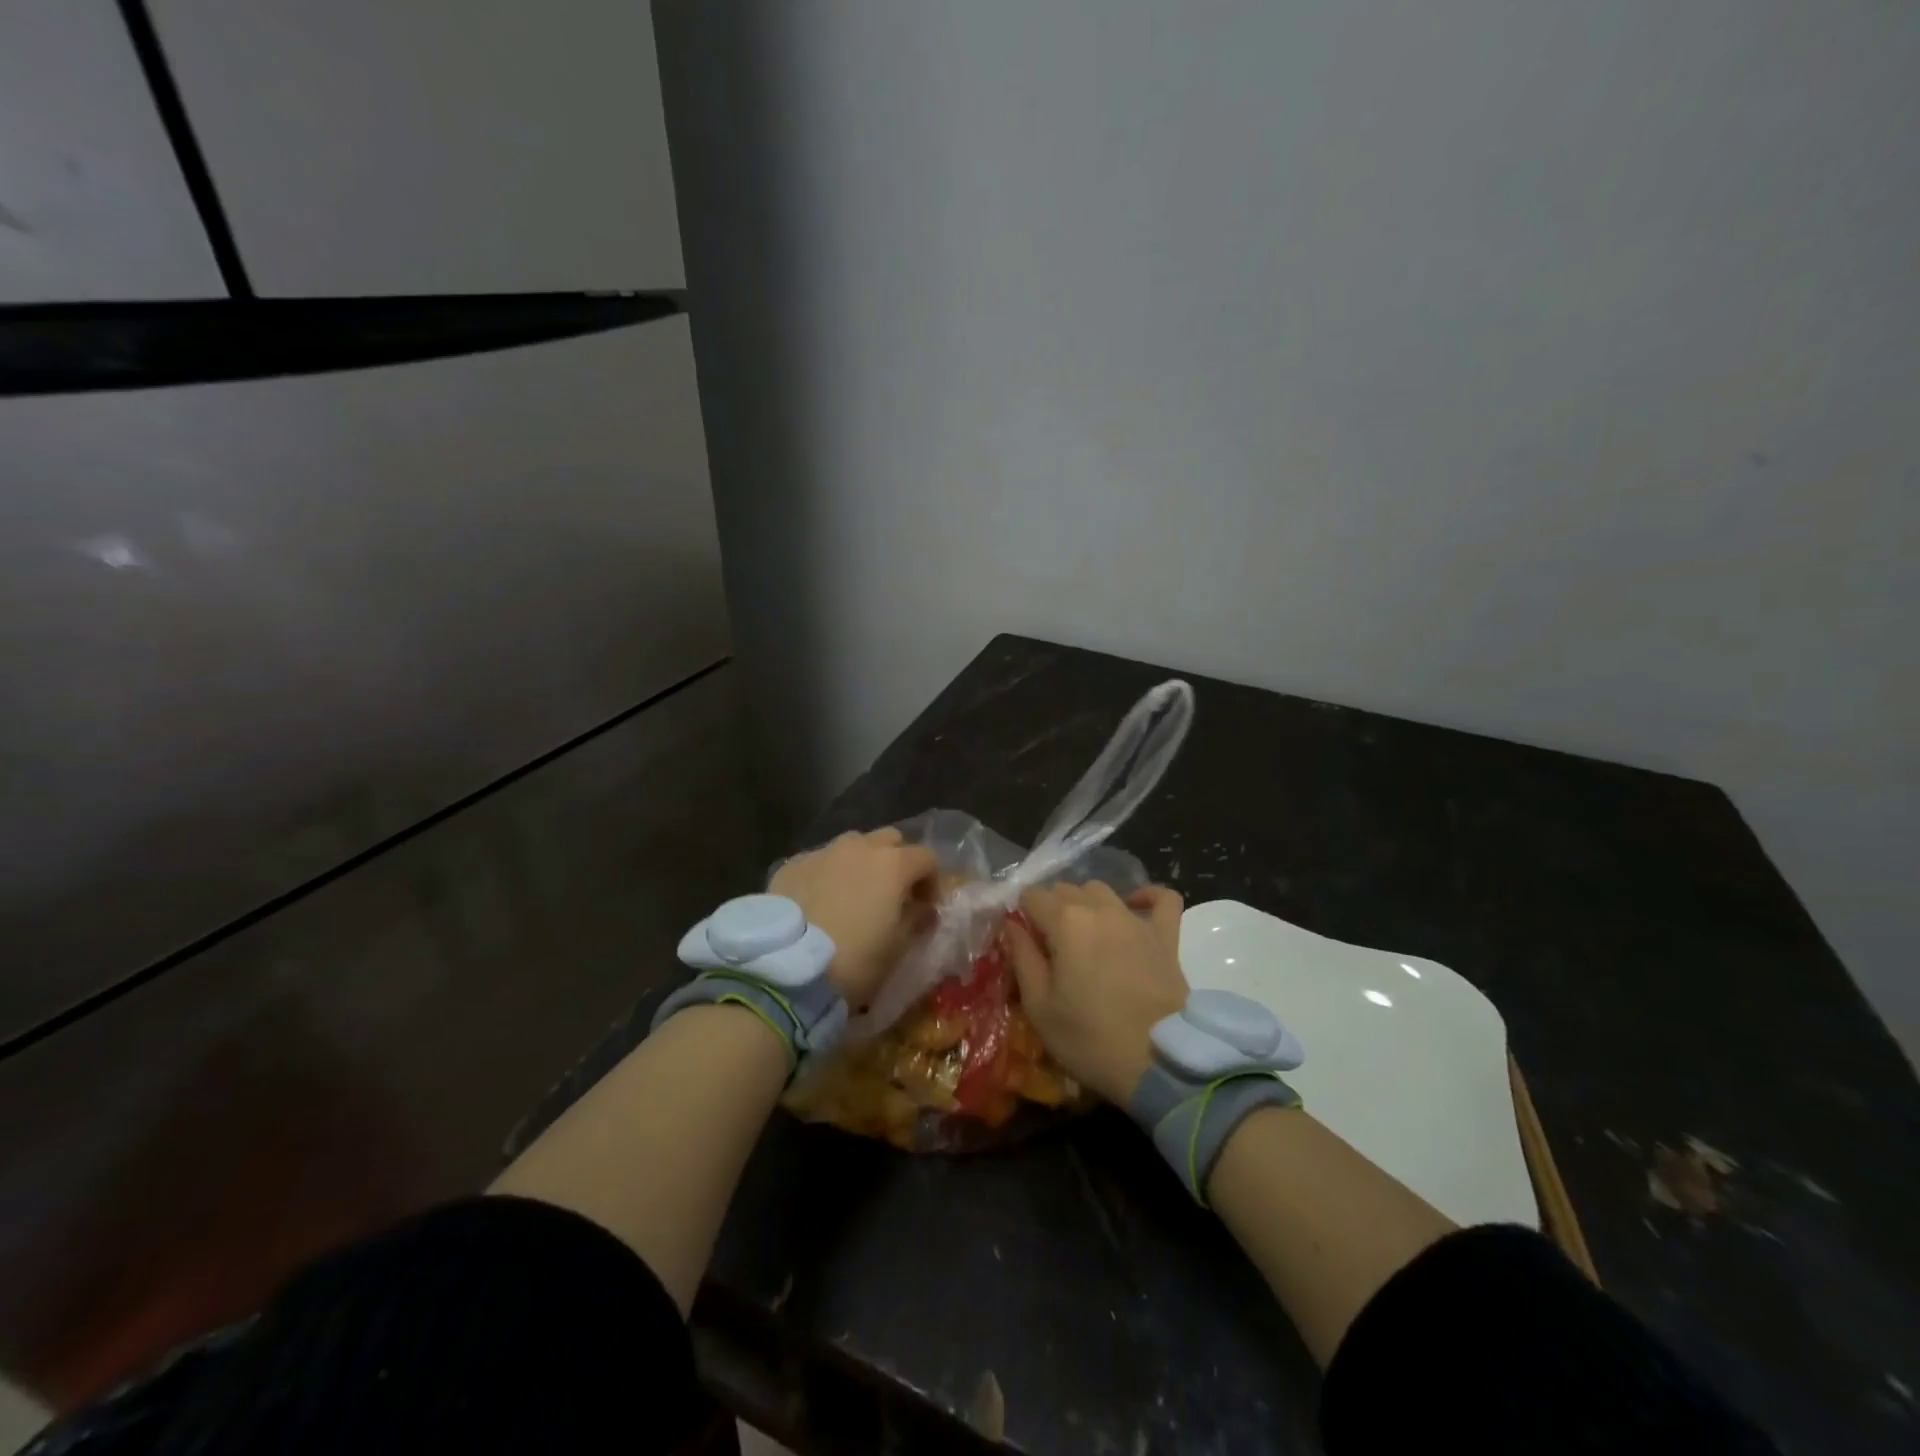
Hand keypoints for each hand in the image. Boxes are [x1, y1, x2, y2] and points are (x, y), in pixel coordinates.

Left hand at [770, 828, 938, 1005]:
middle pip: (889, 840)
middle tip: (891, 894)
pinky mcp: (792, 865)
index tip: (926, 906)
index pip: (927, 858)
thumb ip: (916, 920)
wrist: (786, 968)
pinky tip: (818, 902)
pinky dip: (827, 875)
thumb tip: (923, 909)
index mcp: (893, 864)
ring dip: (860, 863)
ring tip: (852, 895)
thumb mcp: (897, 949)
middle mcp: (859, 847)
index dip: (931, 881)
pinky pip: (819, 861)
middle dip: (896, 861)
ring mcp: (822, 852)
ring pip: (852, 846)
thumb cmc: (854, 960)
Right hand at [1005, 881, 1187, 1104]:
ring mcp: (1135, 919)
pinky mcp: (1166, 935)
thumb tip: (1012, 925)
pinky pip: (1162, 898)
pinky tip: (1134, 907)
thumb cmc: (1089, 1039)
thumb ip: (1022, 957)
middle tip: (1050, 949)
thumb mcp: (1039, 1006)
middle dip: (1051, 910)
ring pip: (1102, 890)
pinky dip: (1146, 897)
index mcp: (1064, 922)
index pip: (1031, 895)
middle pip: (1065, 890)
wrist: (1158, 1062)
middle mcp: (1099, 908)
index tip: (1023, 943)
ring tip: (1084, 936)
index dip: (1021, 915)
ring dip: (1086, 904)